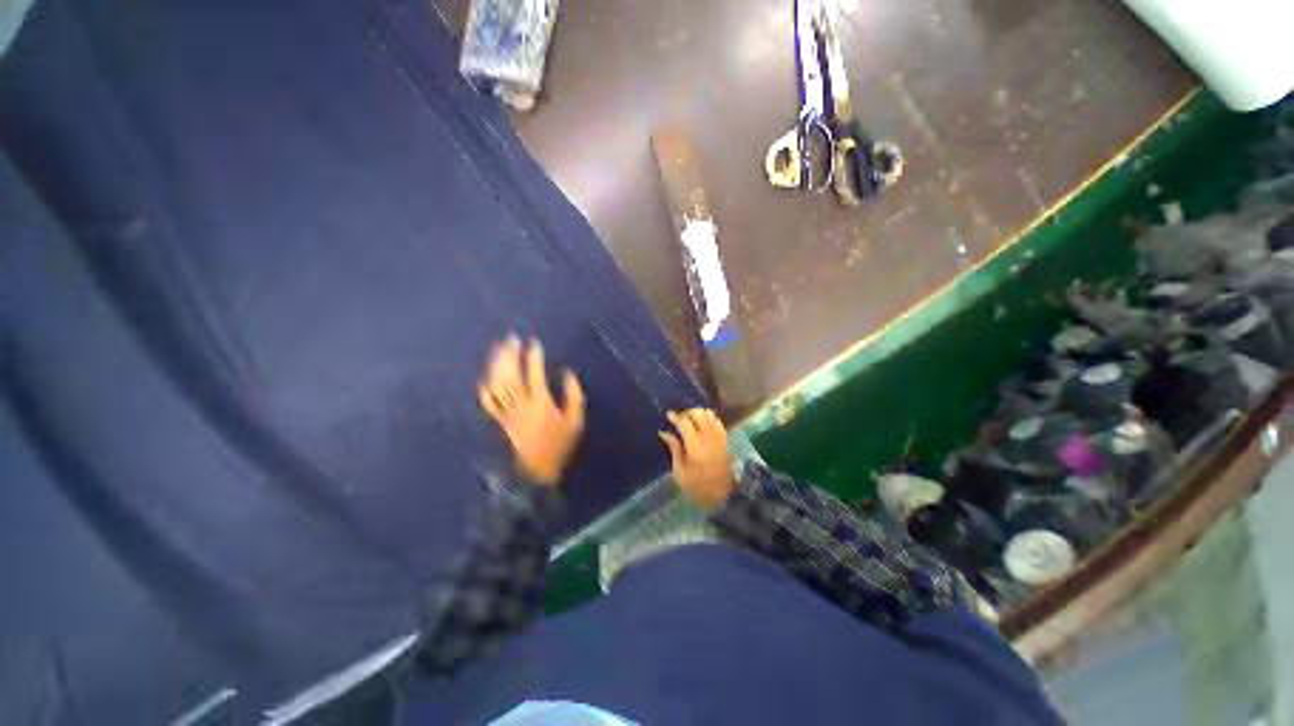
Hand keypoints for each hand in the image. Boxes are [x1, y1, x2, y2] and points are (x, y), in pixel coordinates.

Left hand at [479, 336, 584, 485]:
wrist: (537, 470)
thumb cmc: (559, 445)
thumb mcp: (575, 421)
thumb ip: (574, 396)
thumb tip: (568, 373)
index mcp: (540, 403)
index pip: (534, 374)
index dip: (533, 357)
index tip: (534, 342)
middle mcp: (520, 404)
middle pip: (511, 375)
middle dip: (510, 355)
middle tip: (511, 338)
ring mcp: (507, 412)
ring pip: (498, 384)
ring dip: (497, 365)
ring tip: (499, 349)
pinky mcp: (500, 420)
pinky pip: (489, 402)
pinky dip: (486, 388)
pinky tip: (486, 377)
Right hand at [660, 408, 734, 510]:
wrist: (723, 496)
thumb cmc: (697, 487)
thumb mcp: (680, 472)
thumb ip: (674, 449)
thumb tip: (664, 432)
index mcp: (695, 448)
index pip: (685, 423)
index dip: (675, 417)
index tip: (668, 415)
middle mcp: (709, 439)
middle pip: (699, 414)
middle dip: (687, 413)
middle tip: (680, 419)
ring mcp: (719, 438)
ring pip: (709, 415)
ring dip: (699, 414)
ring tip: (691, 420)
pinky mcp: (726, 440)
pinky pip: (717, 421)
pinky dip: (709, 418)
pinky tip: (703, 423)